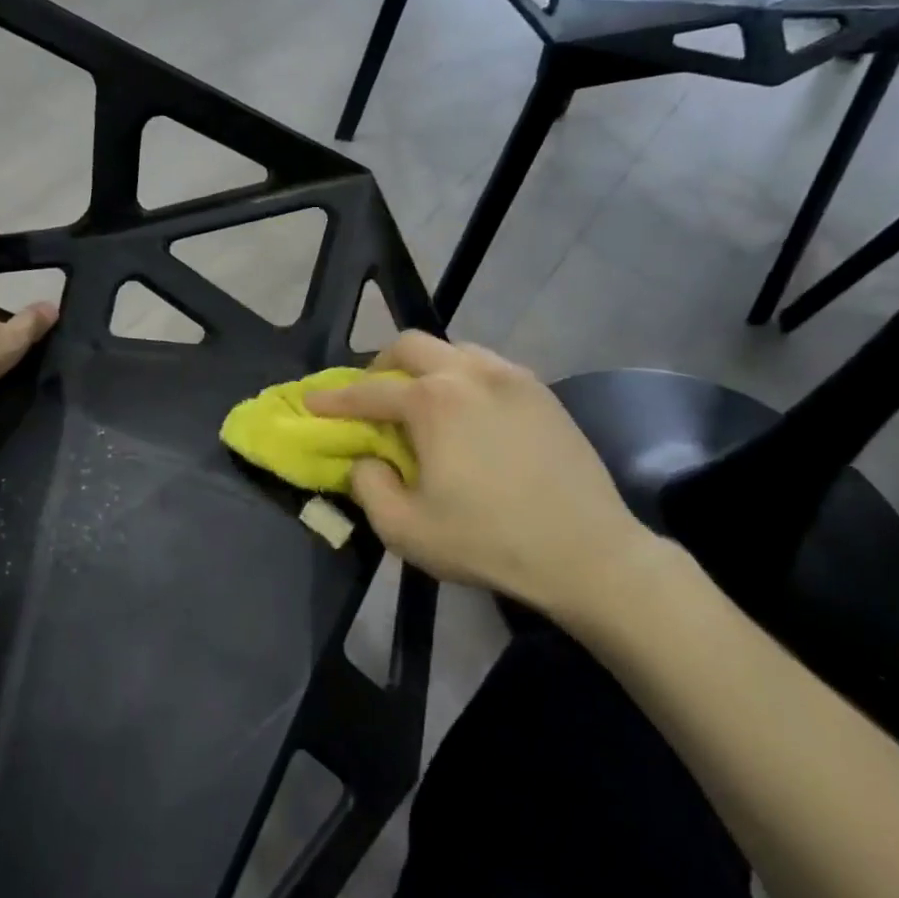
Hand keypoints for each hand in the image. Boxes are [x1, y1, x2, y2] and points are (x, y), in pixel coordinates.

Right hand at [305, 332, 677, 634]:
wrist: (587, 551)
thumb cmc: (489, 540)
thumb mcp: (406, 529)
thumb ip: (368, 486)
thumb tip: (366, 459)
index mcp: (432, 401)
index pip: (368, 392)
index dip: (334, 400)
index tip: (311, 404)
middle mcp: (469, 373)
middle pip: (410, 346)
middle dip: (380, 365)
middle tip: (371, 396)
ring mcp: (511, 376)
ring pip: (453, 350)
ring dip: (425, 368)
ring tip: (421, 402)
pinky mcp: (541, 391)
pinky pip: (488, 366)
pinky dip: (463, 377)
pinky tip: (468, 412)